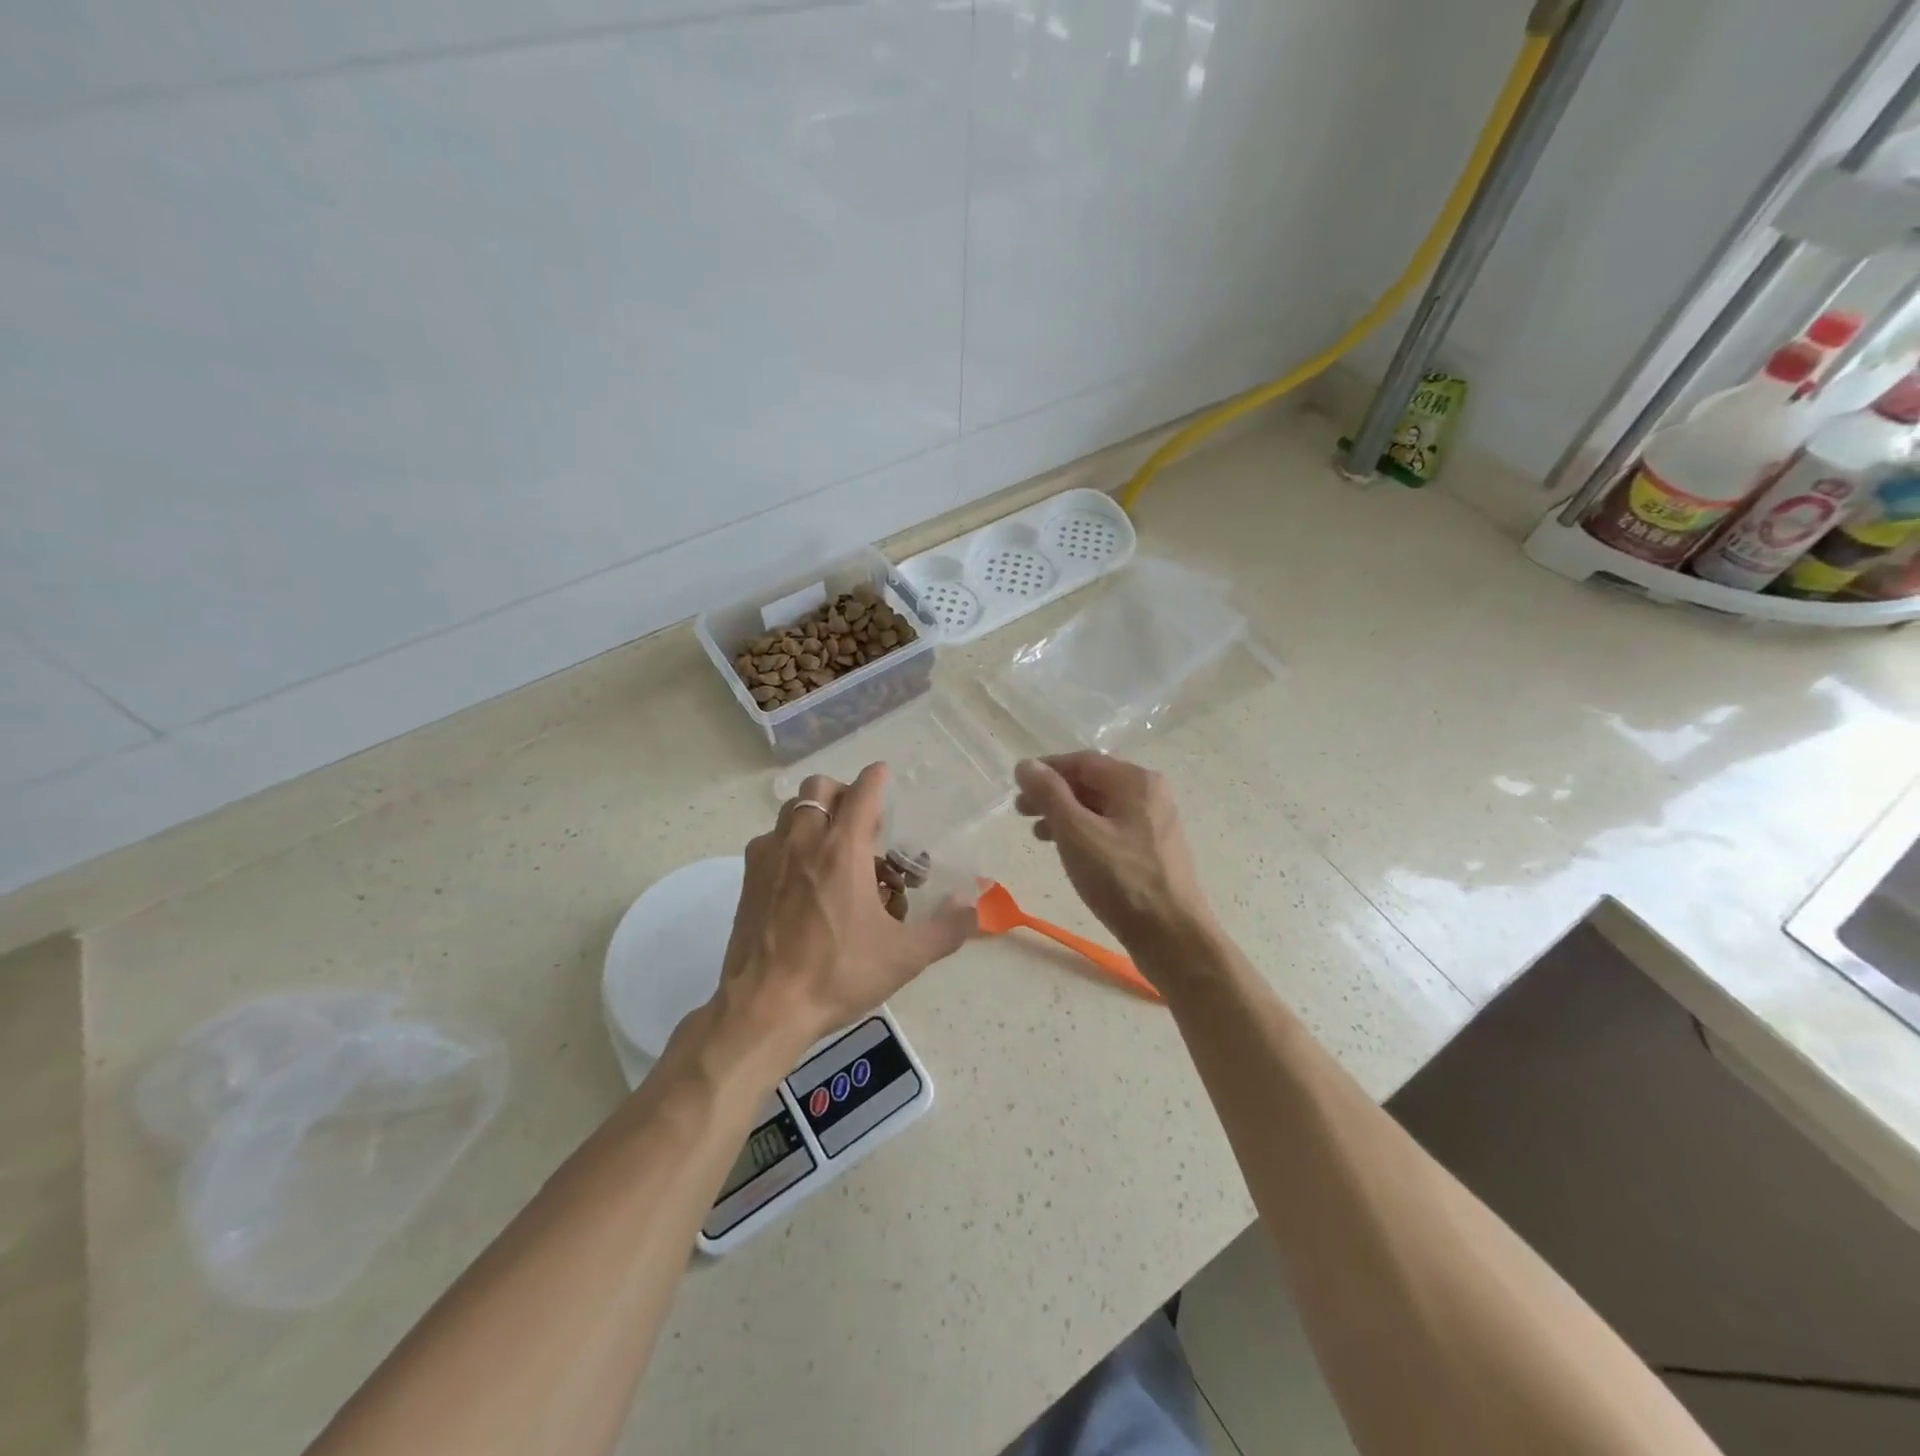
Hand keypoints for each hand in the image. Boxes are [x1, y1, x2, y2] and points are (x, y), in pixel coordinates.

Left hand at [710, 764, 973, 1066]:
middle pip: (820, 787)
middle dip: (843, 794)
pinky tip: (801, 877)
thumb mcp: (904, 957)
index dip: (877, 778)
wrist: (765, 1007)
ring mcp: (769, 857)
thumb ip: (946, 929)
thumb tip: (975, 907)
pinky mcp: (748, 878)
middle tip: (862, 824)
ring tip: (833, 848)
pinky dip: (789, 842)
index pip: (862, 792)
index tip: (885, 774)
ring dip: (815, 815)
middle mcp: (803, 841)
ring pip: (792, 810)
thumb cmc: (838, 975)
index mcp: (842, 850)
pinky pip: (770, 839)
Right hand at [1013, 752, 1215, 965]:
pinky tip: (1068, 852)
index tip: (1017, 784)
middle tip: (1021, 811)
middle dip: (1054, 794)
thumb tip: (1026, 765)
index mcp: (1136, 781)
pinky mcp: (1153, 852)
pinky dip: (1084, 833)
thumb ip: (1049, 794)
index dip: (1047, 769)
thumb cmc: (1121, 880)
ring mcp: (1154, 824)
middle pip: (1092, 782)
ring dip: (1066, 815)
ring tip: (1038, 834)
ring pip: (1101, 808)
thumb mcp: (1076, 833)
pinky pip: (1111, 830)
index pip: (1083, 761)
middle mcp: (1150, 795)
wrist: (1172, 936)